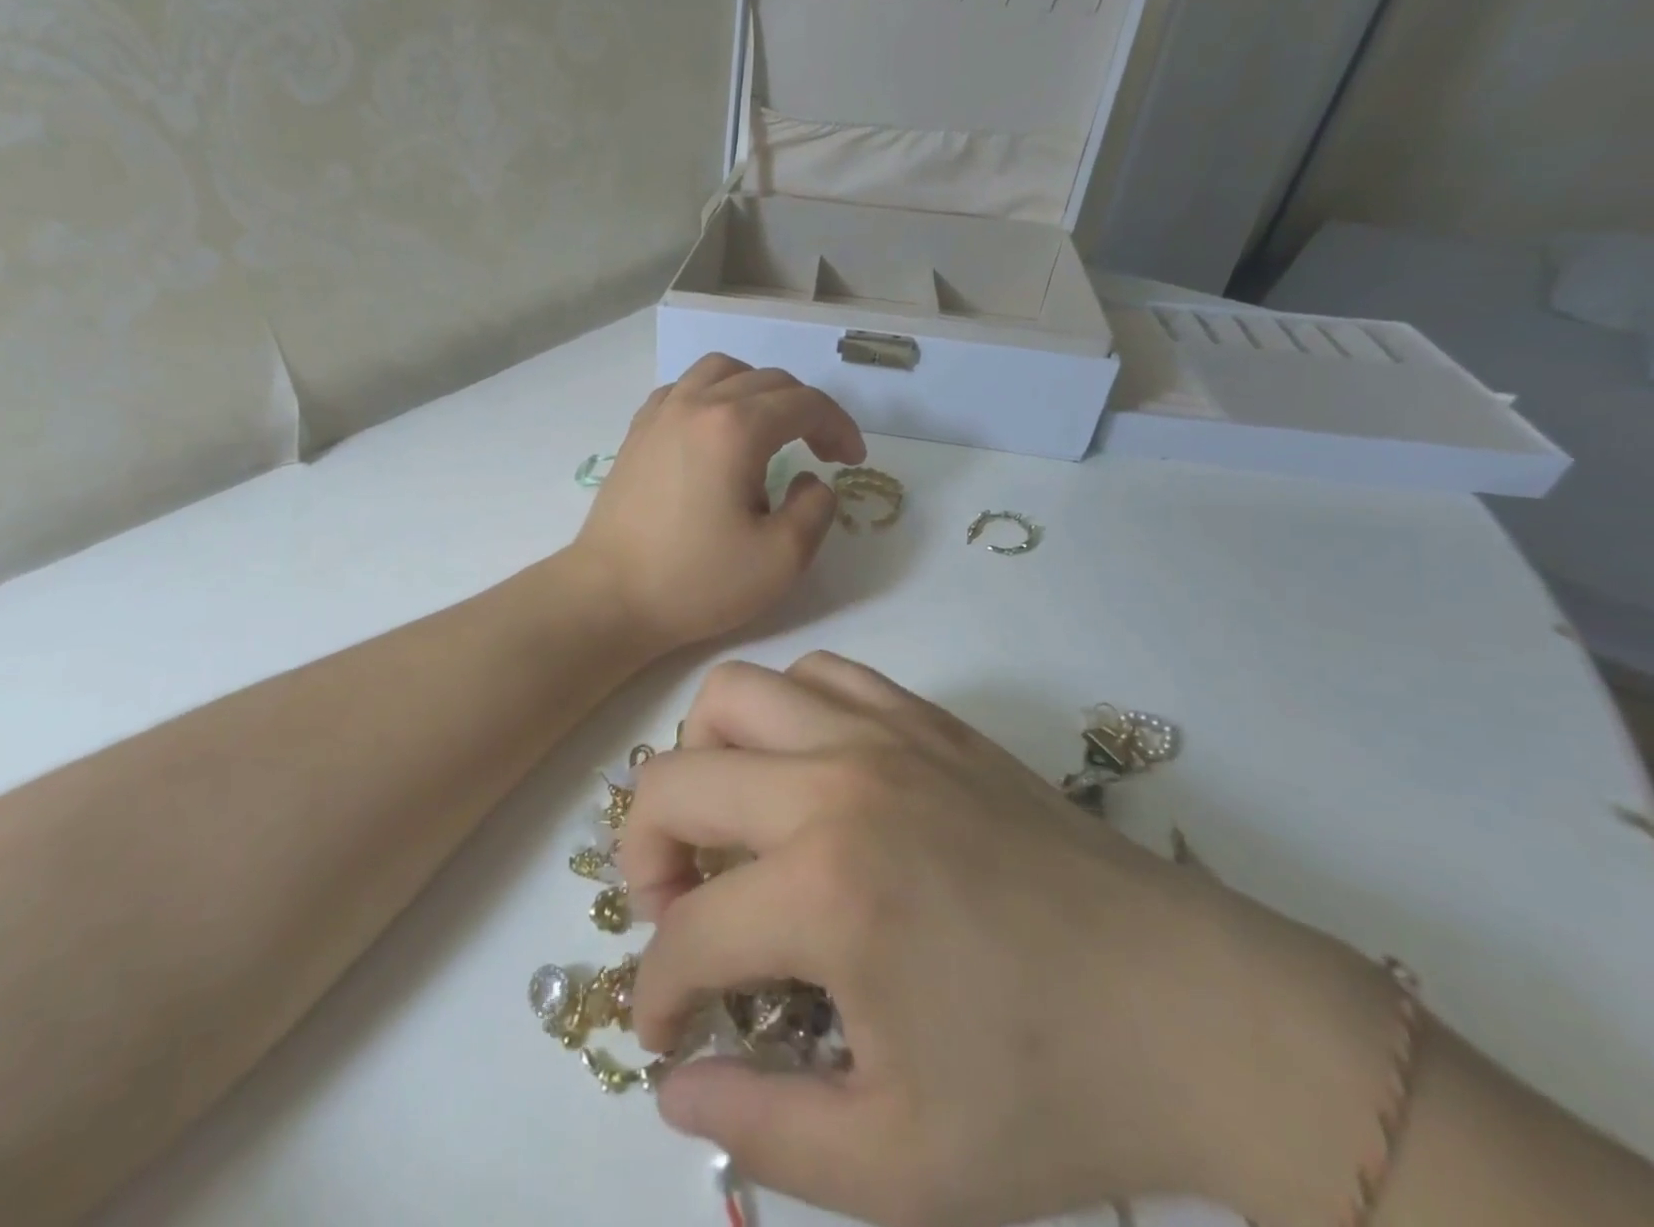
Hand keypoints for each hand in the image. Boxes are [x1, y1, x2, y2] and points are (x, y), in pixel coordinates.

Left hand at [570, 356, 864, 653]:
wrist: (609, 597)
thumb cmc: (695, 582)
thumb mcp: (781, 559)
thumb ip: (816, 509)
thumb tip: (813, 478)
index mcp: (735, 428)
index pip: (805, 404)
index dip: (840, 427)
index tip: (852, 461)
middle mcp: (697, 404)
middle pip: (768, 380)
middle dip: (807, 410)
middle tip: (822, 452)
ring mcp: (661, 413)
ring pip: (722, 371)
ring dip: (760, 391)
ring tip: (772, 431)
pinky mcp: (638, 432)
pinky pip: (685, 389)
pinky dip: (715, 396)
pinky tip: (718, 431)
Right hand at [620, 654, 1397, 1226]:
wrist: (1197, 1012)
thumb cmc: (1051, 1097)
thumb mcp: (897, 1165)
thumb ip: (761, 1128)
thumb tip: (672, 1085)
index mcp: (824, 892)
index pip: (687, 936)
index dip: (656, 993)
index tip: (667, 1027)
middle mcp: (834, 784)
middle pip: (673, 782)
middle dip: (644, 855)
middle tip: (677, 911)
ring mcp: (881, 734)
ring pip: (735, 695)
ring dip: (706, 758)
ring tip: (733, 822)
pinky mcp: (925, 718)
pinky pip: (819, 676)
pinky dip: (784, 713)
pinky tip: (807, 774)